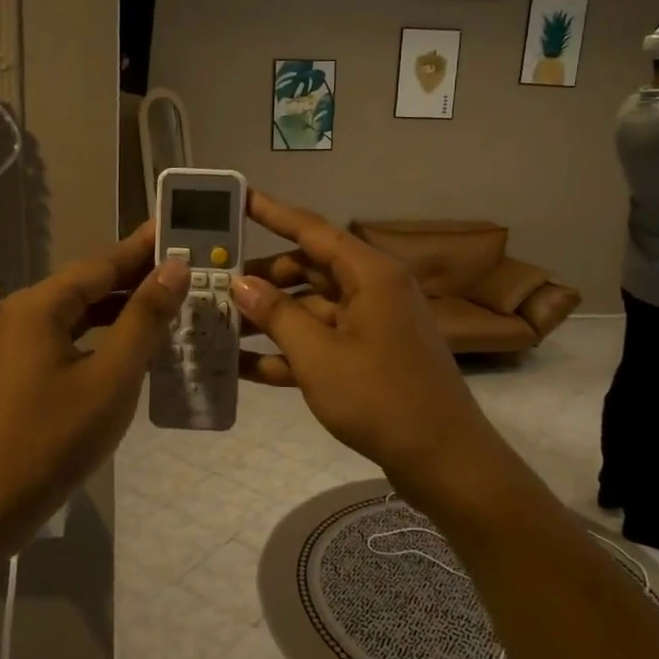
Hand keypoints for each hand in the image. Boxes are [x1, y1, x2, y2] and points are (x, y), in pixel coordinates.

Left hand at [0, 223, 186, 540]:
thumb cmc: (54, 438)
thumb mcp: (112, 377)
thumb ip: (145, 319)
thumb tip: (174, 268)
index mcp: (41, 305)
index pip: (103, 263)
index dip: (145, 247)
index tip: (181, 227)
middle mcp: (27, 312)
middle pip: (92, 283)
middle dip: (140, 275)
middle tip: (190, 264)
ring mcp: (23, 342)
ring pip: (84, 311)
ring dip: (126, 306)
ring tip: (175, 298)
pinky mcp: (27, 368)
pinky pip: (75, 336)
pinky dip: (108, 334)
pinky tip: (141, 341)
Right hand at [232, 190, 506, 513]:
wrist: (443, 460)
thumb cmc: (380, 397)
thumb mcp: (318, 355)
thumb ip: (277, 314)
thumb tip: (241, 282)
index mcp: (369, 274)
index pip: (312, 230)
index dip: (272, 213)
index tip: (238, 197)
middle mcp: (372, 290)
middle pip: (308, 269)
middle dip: (262, 277)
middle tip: (214, 281)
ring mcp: (371, 325)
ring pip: (310, 308)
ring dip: (269, 318)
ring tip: (218, 323)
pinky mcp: (367, 358)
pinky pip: (320, 342)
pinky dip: (287, 351)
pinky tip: (241, 365)